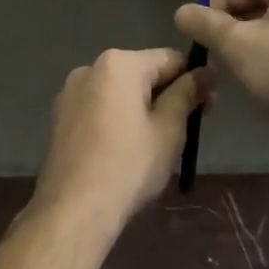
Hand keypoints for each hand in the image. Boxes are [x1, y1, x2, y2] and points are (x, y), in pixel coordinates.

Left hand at [34, 48, 213, 229]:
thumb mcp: (169, 129)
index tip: (208, 109)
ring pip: (119, 92)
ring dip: (142, 108)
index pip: (170, 59)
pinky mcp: (60, 118)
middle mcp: (90, 69)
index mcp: (118, 64)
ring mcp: (69, 94)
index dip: (195, 80)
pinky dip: (117, 120)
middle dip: (167, 94)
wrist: (75, 209)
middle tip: (187, 129)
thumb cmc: (130, 165)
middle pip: (142, 74)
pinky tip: (125, 150)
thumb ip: (188, 93)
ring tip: (156, 144)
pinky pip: (99, 109)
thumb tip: (206, 73)